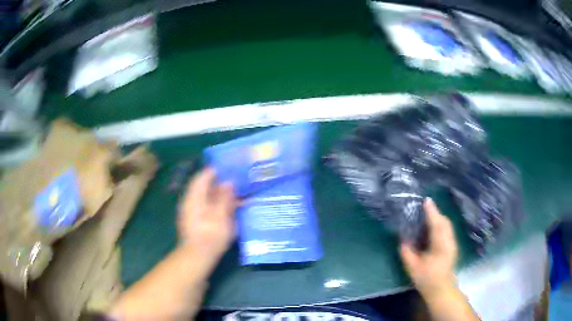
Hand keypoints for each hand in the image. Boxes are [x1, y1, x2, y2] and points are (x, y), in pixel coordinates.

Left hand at [177, 168, 236, 263]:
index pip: (202, 178)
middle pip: (204, 187)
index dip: (214, 171)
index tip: (229, 167)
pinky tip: (230, 210)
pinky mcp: (197, 221)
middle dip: (220, 184)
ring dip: (221, 196)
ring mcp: (193, 212)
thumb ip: (224, 199)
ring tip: (238, 196)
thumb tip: (229, 182)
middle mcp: (191, 202)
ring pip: (207, 198)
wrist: (198, 257)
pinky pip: (208, 207)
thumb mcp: (220, 217)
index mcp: (194, 199)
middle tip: (237, 182)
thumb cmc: (209, 237)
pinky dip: (219, 205)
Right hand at [400, 198, 457, 297]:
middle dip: (436, 213)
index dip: (431, 211)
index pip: (436, 224)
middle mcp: (449, 241)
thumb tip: (402, 239)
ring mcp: (452, 243)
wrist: (441, 289)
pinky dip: (441, 224)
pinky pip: (447, 230)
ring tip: (428, 215)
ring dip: (439, 218)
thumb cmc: (427, 279)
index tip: (426, 200)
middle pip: (444, 222)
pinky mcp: (452, 246)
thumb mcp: (413, 268)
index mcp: (440, 245)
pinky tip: (434, 228)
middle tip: (425, 208)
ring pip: (447, 225)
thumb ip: (407, 252)